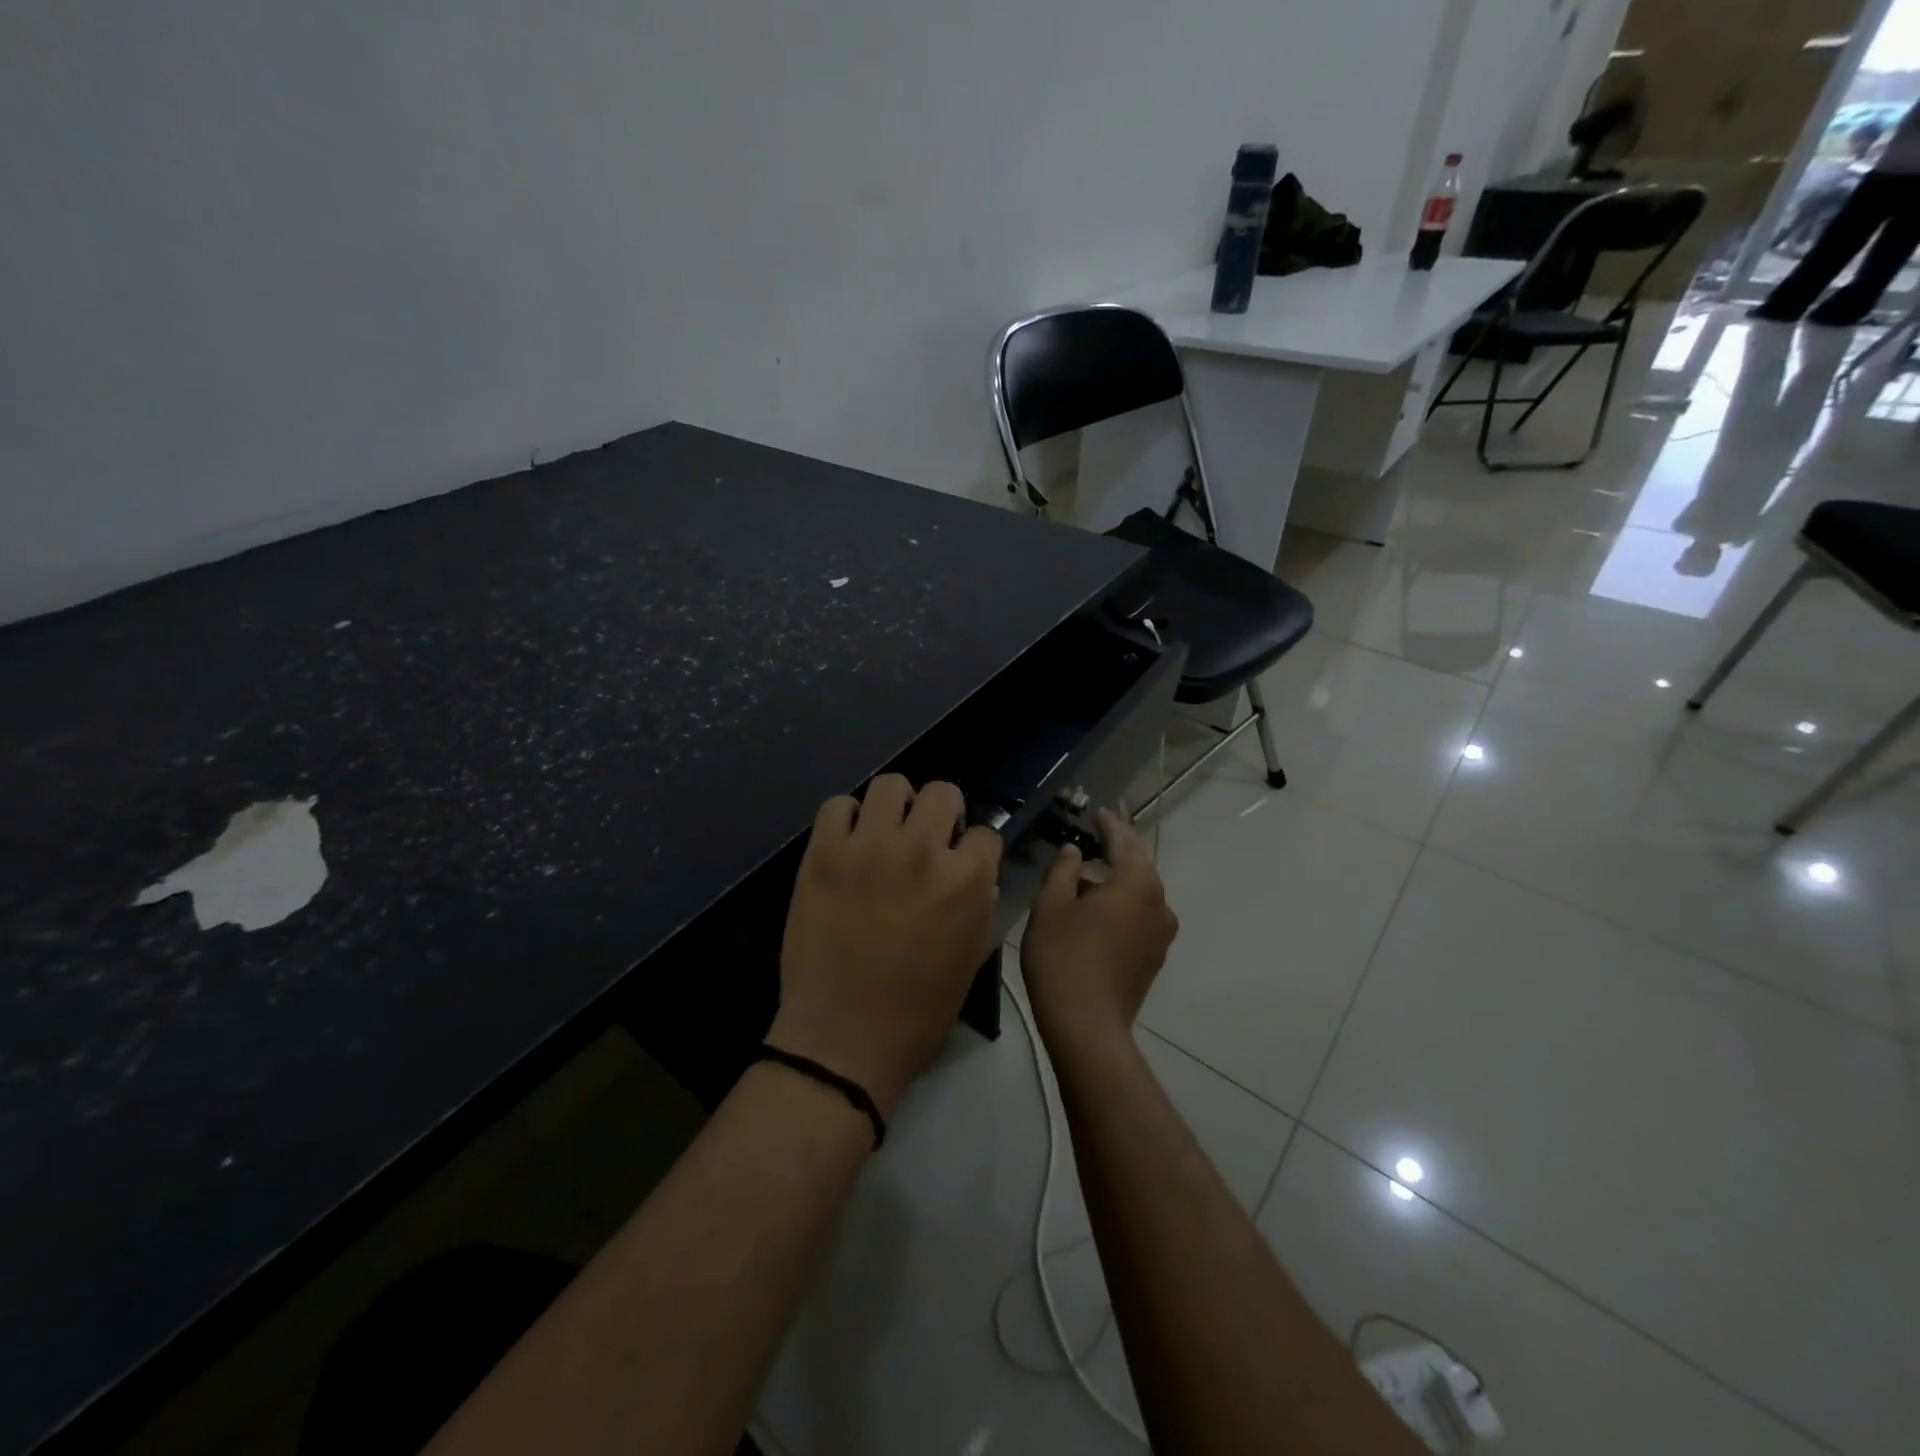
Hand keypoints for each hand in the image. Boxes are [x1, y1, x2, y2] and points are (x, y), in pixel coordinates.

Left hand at [770, 776, 1002, 1117]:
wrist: (843, 1037)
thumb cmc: (917, 1011)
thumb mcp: (972, 959)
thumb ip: (979, 904)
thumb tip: (974, 872)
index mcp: (966, 880)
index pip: (985, 834)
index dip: (974, 849)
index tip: (961, 861)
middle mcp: (921, 850)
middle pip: (942, 792)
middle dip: (942, 812)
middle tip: (926, 838)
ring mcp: (868, 847)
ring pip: (890, 785)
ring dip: (895, 805)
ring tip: (885, 831)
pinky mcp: (824, 853)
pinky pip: (837, 806)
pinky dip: (846, 819)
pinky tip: (848, 843)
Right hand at [1021, 808, 1177, 1060]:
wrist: (1087, 1026)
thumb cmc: (1064, 957)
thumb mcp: (1052, 905)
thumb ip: (1064, 869)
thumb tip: (1076, 851)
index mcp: (1137, 884)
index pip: (1124, 840)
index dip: (1109, 823)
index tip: (1098, 809)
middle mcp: (1159, 903)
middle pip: (1138, 865)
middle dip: (1117, 847)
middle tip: (1097, 830)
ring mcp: (1161, 932)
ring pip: (1139, 891)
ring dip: (1117, 877)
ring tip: (1090, 868)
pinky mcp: (1155, 955)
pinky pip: (1140, 914)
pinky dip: (1121, 902)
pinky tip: (1098, 905)